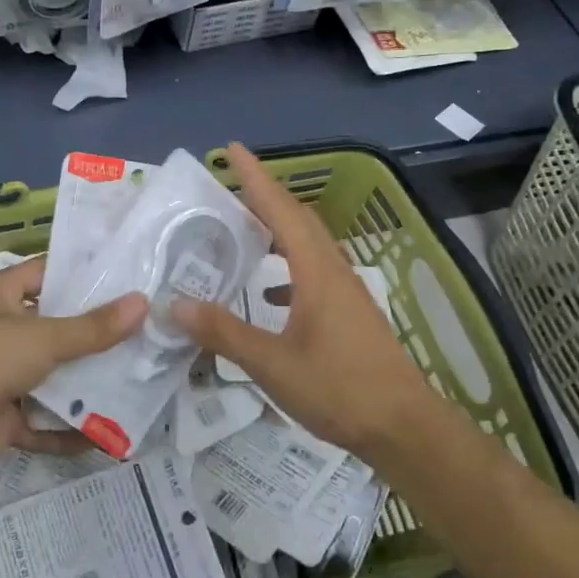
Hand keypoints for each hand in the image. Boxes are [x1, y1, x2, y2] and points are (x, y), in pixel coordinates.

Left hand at [0, 257, 145, 470]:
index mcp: (0, 296)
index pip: (46, 274)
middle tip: (144, 333)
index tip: (125, 280)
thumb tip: (142, 303)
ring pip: (52, 377)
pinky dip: (69, 429)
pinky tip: (108, 433)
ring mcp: (0, 377)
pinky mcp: (2, 418)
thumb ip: (93, 327)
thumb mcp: (43, 336)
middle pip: (54, 329)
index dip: (82, 275)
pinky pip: (43, 422)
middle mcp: (0, 332)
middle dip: (94, 335)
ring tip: (137, 380)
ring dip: (86, 383)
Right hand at [171, 143, 439, 458]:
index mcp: (316, 272)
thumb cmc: (339, 389)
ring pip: (308, 245)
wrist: (404, 427)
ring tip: (243, 229)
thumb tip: (175, 305)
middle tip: (229, 185)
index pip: (280, 210)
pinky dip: (287, 268)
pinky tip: (268, 295)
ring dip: (277, 229)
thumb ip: (224, 332)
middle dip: (264, 196)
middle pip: (298, 219)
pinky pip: (313, 272)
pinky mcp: (349, 314)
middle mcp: (333, 272)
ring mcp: (346, 292)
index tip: (233, 149)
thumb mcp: (271, 364)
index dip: (255, 178)